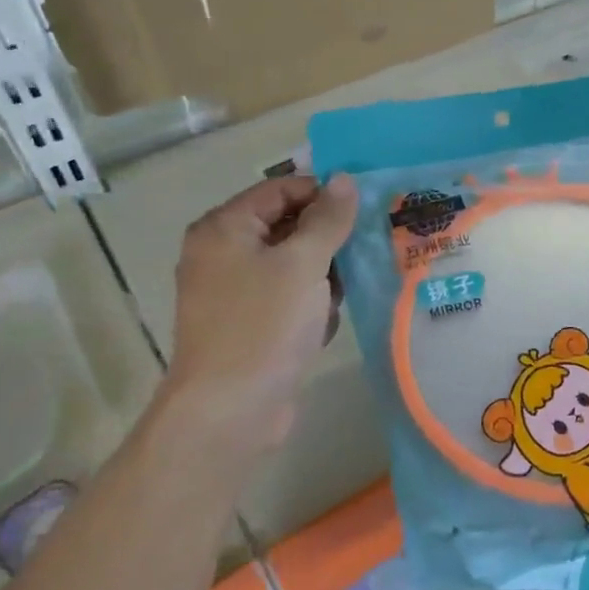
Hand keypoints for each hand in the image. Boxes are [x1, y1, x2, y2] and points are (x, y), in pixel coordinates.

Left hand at [160, 174, 356, 454]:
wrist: (230, 411)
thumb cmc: (264, 325)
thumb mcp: (304, 264)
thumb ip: (328, 219)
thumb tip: (344, 179)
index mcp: (225, 228)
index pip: (280, 190)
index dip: (323, 195)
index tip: (365, 212)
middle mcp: (223, 254)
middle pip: (287, 227)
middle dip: (327, 242)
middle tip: (365, 252)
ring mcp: (233, 292)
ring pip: (293, 266)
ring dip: (323, 279)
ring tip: (340, 298)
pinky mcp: (248, 325)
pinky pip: (287, 299)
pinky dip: (309, 307)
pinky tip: (323, 326)